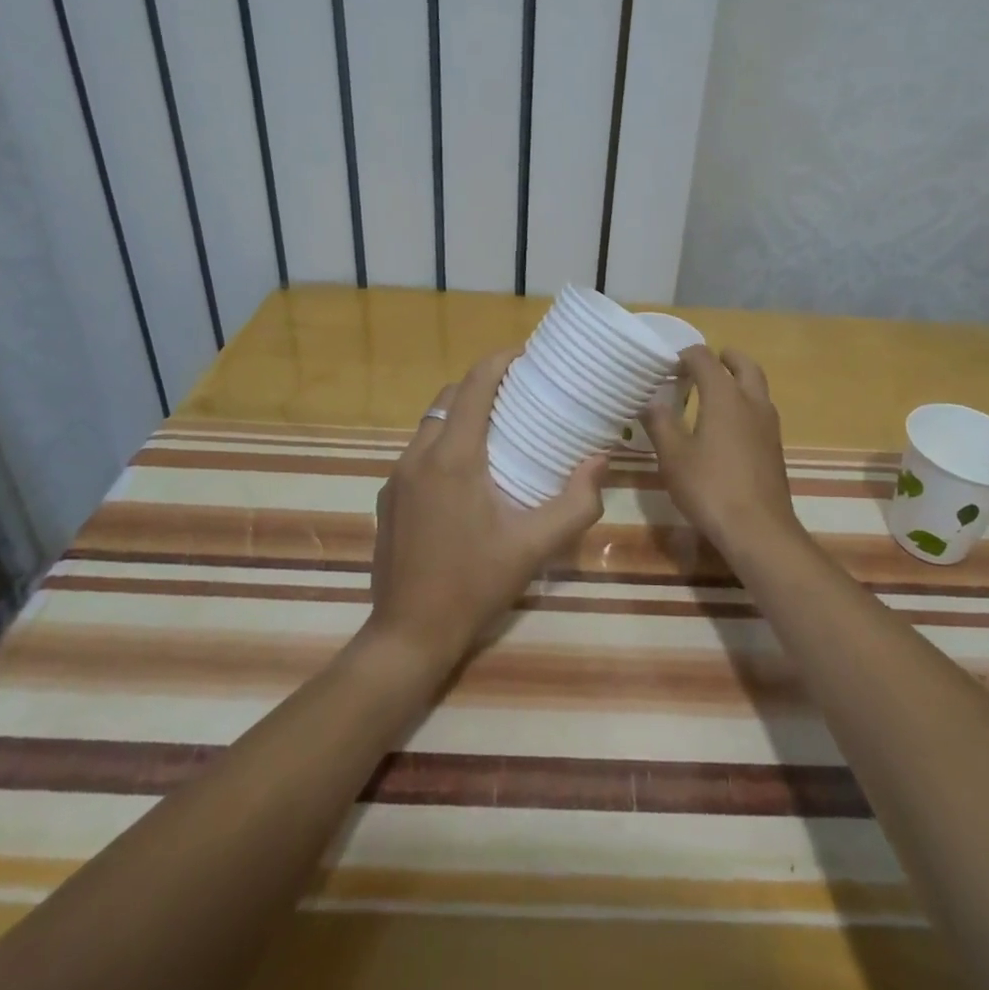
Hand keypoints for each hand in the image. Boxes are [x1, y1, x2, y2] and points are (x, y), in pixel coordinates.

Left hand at [368, 348, 607, 669]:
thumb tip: (600, 459)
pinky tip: (469, 476)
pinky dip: (445, 443)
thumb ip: (575, 503)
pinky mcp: (388, 497)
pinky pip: (419, 452)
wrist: (408, 634)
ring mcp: (397, 477)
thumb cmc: (473, 585)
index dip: (500, 360)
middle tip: (522, 394)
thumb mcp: (534, 547)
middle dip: (483, 385)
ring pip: (431, 424)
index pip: (474, 385)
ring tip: (500, 430)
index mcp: (453, 458)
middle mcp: (418, 456)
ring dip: (462, 415)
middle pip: (450, 397)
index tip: (528, 355)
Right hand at [642, 346, 801, 555]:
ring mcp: (768, 425)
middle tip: (706, 362)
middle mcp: (752, 402)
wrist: (759, 530)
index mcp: (725, 396)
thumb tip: (650, 402)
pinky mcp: (775, 448)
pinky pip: (760, 411)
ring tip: (715, 392)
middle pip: (745, 365)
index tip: (670, 363)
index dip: (687, 355)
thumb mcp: (673, 456)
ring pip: (757, 388)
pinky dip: (745, 404)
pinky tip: (728, 426)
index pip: (706, 359)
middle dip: (725, 358)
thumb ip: (660, 424)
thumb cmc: (710, 487)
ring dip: (739, 380)